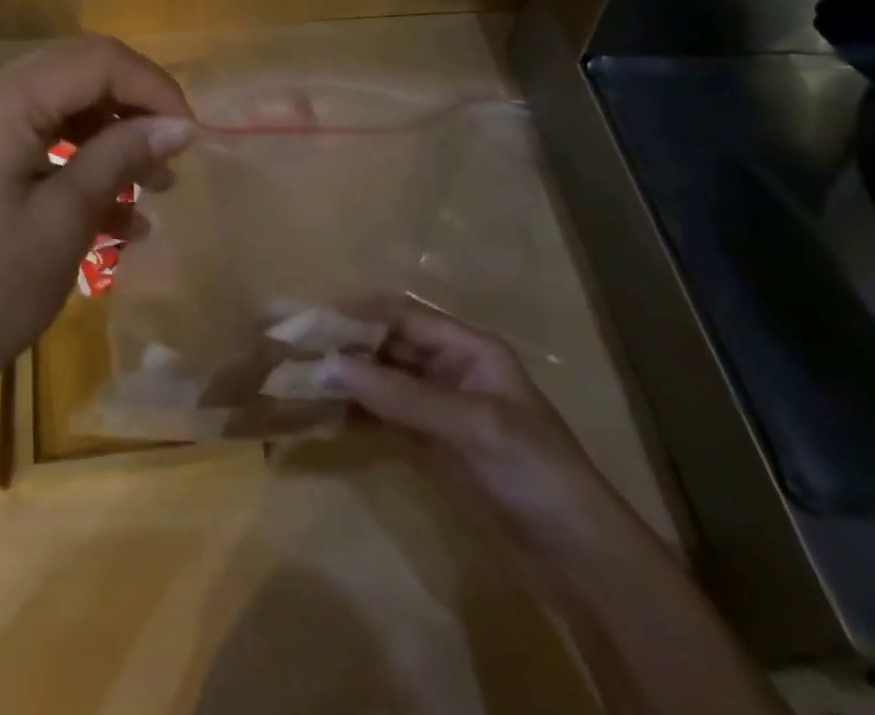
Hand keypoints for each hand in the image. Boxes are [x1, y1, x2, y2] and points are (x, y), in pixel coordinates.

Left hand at [0, 36, 195, 426]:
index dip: (154, 88)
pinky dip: (72, 166)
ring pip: (56, 111)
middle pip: (76, 77)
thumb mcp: (62, 224)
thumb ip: (120, 159)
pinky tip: (109, 218)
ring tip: (150, 193)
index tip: (193, 137)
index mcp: (2, 100)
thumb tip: (179, 124)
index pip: (97, 60)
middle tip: (172, 162)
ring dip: (106, 142)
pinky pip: (31, 143)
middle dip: (132, 112)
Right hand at [328, 301, 640, 566]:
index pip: (402, 316)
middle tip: (295, 349)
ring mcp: (434, 409)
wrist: (579, 560)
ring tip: (297, 379)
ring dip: (342, 379)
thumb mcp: (474, 425)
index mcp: (467, 348)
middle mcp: (446, 369)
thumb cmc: (536, 471)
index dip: (359, 313)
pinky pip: (380, 418)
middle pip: (385, 346)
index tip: (313, 319)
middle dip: (344, 346)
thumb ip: (402, 395)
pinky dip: (352, 413)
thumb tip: (332, 364)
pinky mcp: (425, 446)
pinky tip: (320, 413)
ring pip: (378, 381)